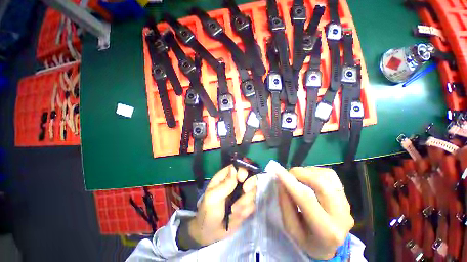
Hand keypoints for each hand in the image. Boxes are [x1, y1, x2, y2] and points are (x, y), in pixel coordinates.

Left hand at [188, 165, 256, 246]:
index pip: (238, 166)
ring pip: (253, 191)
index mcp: (226, 177)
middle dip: (249, 185)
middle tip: (245, 191)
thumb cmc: (208, 212)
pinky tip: (236, 216)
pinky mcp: (246, 205)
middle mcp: (235, 182)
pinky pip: (252, 204)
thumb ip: (225, 184)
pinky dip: (246, 211)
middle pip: (250, 176)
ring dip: (245, 202)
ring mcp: (241, 194)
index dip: (243, 170)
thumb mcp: (213, 197)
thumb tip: (234, 168)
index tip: (241, 179)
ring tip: (234, 211)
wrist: (210, 234)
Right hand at [276, 166, 353, 259]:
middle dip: (300, 173)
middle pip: (321, 183)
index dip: (290, 182)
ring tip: (298, 177)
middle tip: (288, 174)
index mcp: (326, 230)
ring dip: (307, 172)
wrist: (329, 246)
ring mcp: (346, 204)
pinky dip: (315, 172)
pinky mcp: (345, 195)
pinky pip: (330, 175)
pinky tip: (309, 178)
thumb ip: (285, 204)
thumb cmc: (306, 239)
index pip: (306, 199)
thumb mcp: (290, 228)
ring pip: (326, 176)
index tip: (277, 170)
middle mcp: (342, 215)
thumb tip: (281, 181)